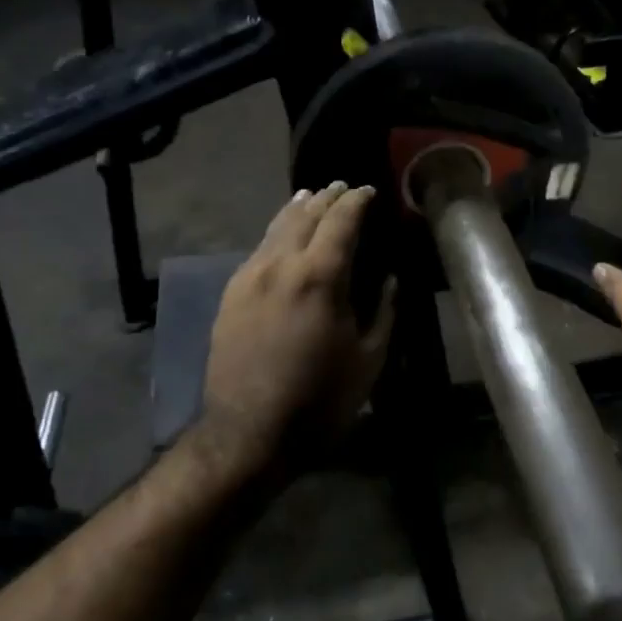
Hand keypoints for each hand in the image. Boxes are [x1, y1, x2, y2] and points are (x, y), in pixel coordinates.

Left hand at [200, 182, 396, 471]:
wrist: (249, 433)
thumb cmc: (320, 399)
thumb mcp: (369, 358)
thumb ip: (384, 311)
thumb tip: (391, 279)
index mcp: (320, 276)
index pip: (340, 220)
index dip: (357, 201)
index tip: (369, 190)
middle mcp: (280, 265)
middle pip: (304, 215)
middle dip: (326, 197)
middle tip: (342, 188)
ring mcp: (249, 278)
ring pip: (275, 229)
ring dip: (297, 209)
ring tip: (310, 197)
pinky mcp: (230, 296)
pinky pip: (257, 251)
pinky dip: (275, 234)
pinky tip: (281, 238)